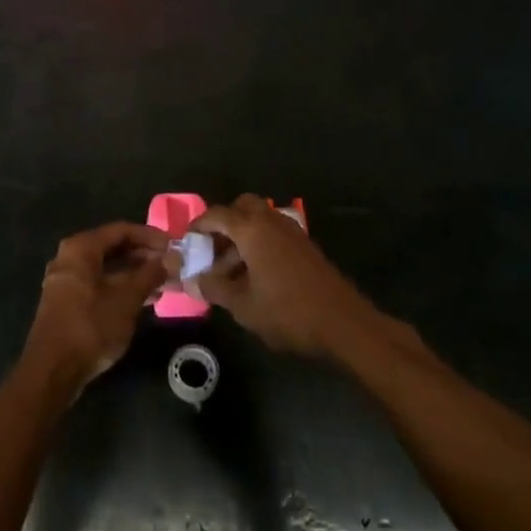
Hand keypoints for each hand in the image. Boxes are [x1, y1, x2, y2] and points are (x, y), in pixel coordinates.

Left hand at [23, 222, 169, 391]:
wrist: (52, 371)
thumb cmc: (91, 326)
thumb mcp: (127, 299)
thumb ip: (149, 275)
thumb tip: (171, 259)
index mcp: (81, 248)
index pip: (121, 230)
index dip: (150, 236)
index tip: (173, 246)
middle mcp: (69, 257)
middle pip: (112, 247)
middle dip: (143, 255)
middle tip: (170, 265)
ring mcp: (66, 280)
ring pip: (106, 268)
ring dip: (134, 273)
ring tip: (163, 282)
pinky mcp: (67, 301)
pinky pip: (99, 284)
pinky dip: (120, 287)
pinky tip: (144, 299)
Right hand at [194, 195, 379, 358]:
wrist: (344, 323)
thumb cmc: (288, 312)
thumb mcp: (243, 305)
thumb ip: (214, 288)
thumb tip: (191, 280)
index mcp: (252, 229)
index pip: (217, 215)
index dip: (198, 226)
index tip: (187, 242)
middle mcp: (271, 221)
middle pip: (242, 206)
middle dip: (223, 223)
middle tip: (212, 249)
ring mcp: (292, 232)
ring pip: (259, 220)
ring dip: (241, 236)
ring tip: (230, 270)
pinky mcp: (305, 246)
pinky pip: (274, 233)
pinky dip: (259, 244)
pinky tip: (255, 275)